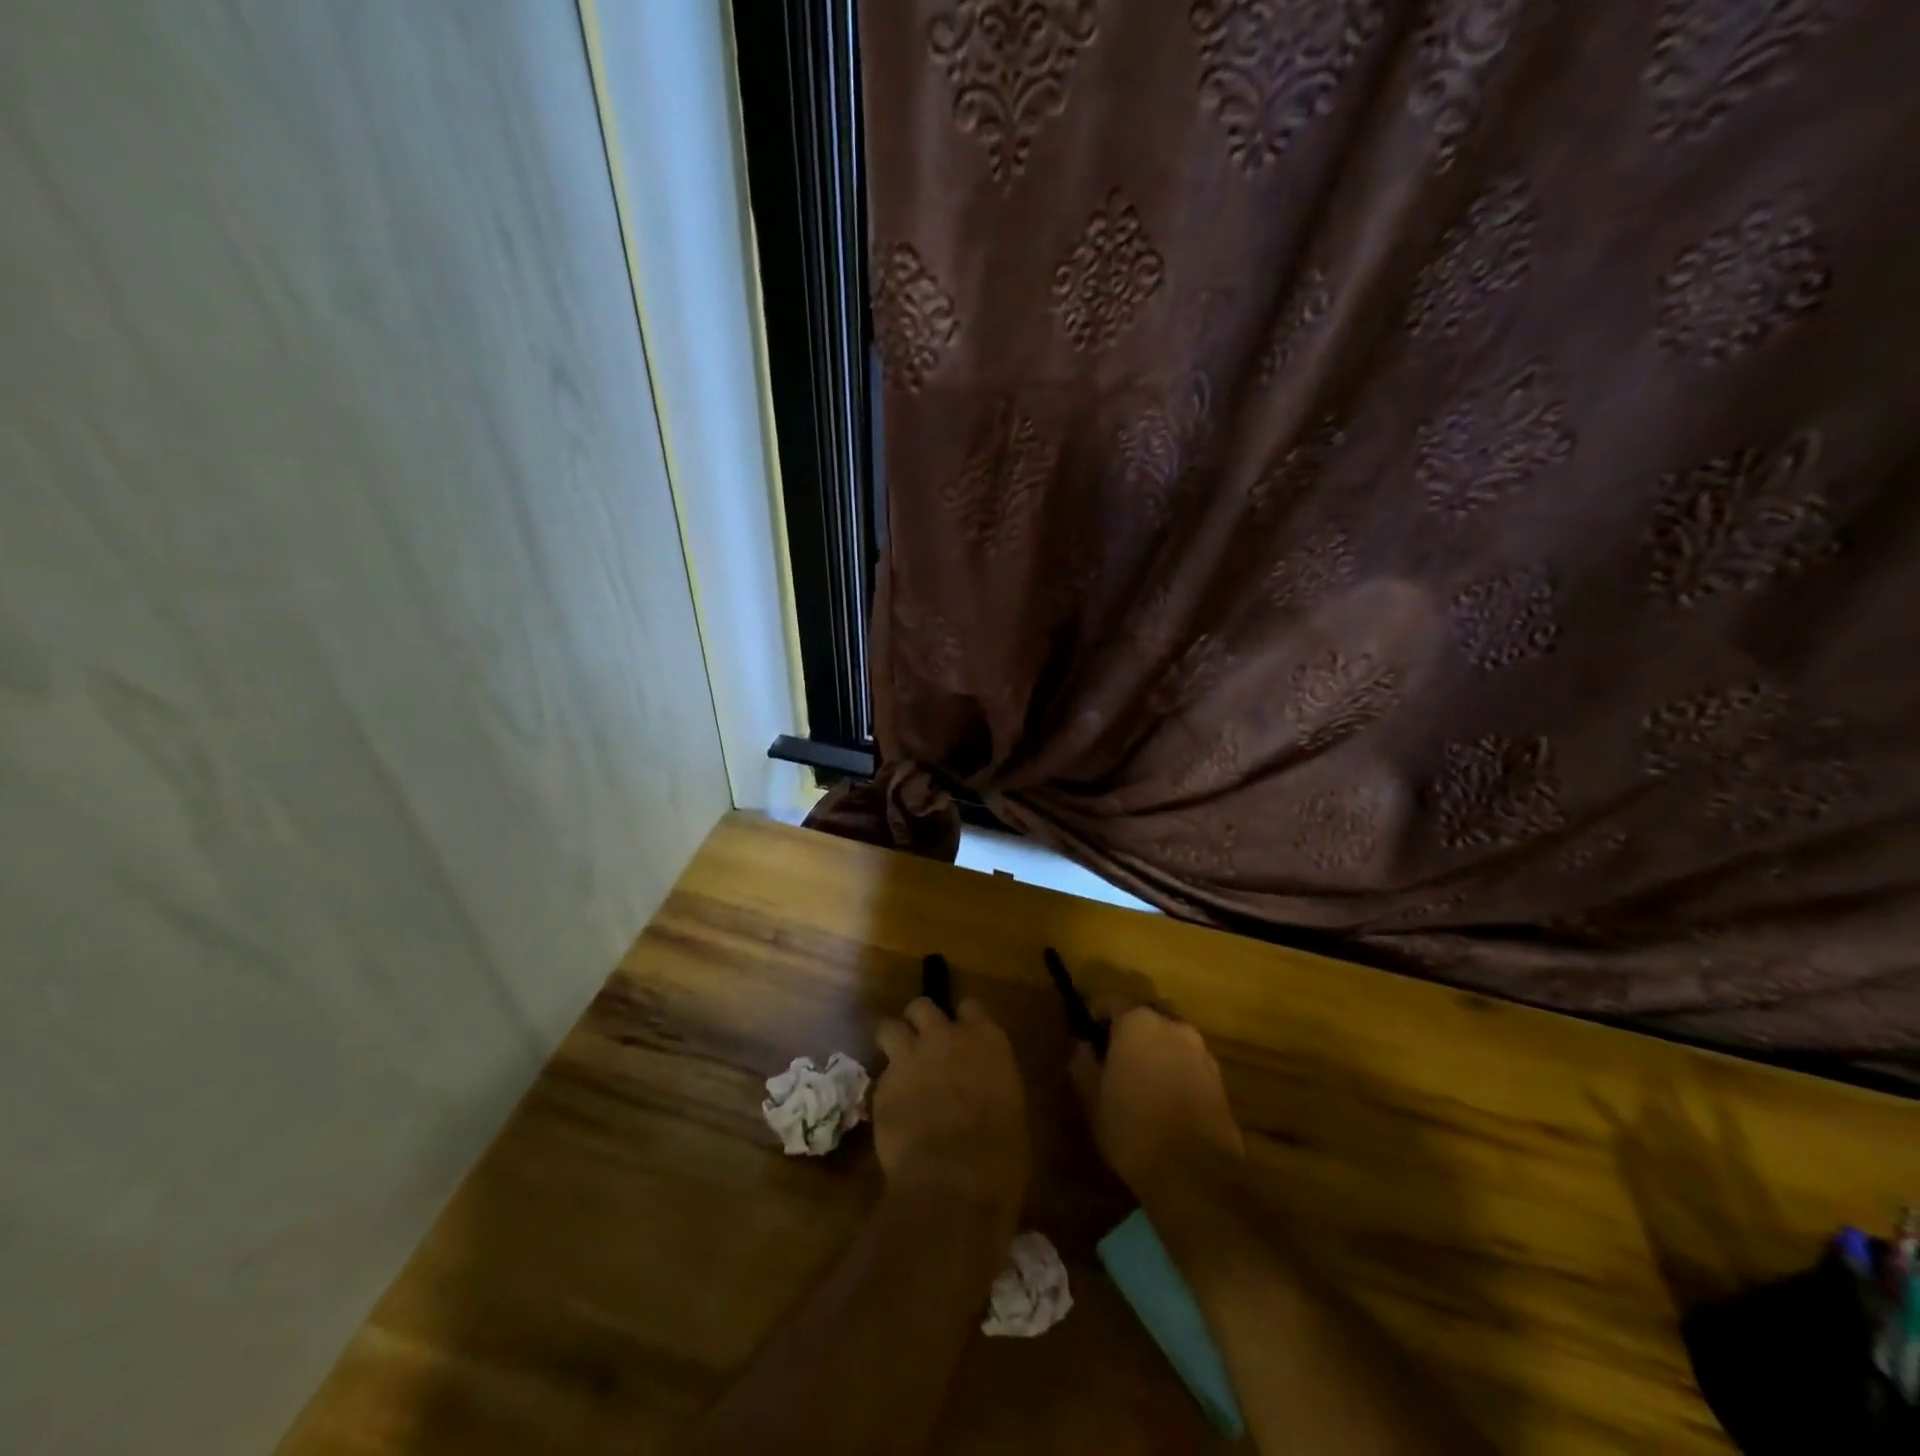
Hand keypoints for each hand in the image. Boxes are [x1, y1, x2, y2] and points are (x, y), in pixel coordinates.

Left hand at [873, 998, 1027, 1223]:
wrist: (953, 1181)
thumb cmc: (1000, 1153)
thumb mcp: (1009, 1107)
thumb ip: (988, 1082)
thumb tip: (980, 1090)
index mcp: (986, 1040)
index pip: (970, 1007)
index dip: (963, 1020)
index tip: (961, 1035)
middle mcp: (945, 1036)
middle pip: (922, 1006)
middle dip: (920, 1022)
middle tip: (923, 1045)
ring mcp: (909, 1057)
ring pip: (889, 1027)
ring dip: (893, 1041)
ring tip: (898, 1065)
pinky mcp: (882, 1085)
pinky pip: (881, 1076)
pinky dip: (886, 1088)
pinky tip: (893, 1111)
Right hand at [1071, 1004, 1244, 1200]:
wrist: (1196, 1175)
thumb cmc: (1133, 1130)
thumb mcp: (1091, 1099)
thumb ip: (1083, 1063)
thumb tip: (1083, 1046)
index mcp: (1138, 1022)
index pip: (1110, 1001)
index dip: (1094, 1017)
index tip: (1086, 1038)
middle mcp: (1173, 1026)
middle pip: (1145, 1016)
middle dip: (1129, 1031)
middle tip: (1113, 1059)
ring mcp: (1201, 1051)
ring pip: (1170, 1039)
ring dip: (1155, 1050)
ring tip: (1141, 1081)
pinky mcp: (1220, 1079)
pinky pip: (1189, 1062)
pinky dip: (1175, 1071)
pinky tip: (1165, 1100)